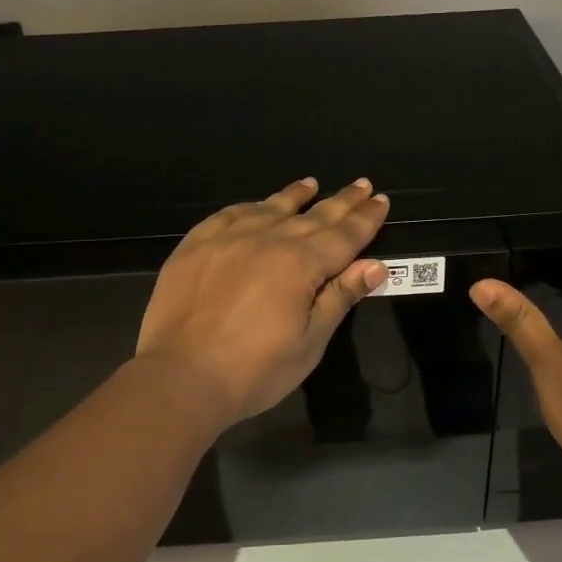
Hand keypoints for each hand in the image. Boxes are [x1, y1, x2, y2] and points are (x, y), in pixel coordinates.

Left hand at [136, 177, 389, 427]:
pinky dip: (250, 206)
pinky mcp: (196, 245)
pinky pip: (229, 214)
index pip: (344, 235)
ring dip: (295, 196)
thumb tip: (375, 265)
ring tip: (311, 183)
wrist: (180, 378)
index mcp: (301, 264)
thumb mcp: (309, 342)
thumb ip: (339, 298)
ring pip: (271, 208)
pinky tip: (256, 205)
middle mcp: (268, 239)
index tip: (381, 200)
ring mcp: (228, 238)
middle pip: (313, 216)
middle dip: (342, 201)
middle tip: (362, 184)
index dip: (366, 219)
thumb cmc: (254, 370)